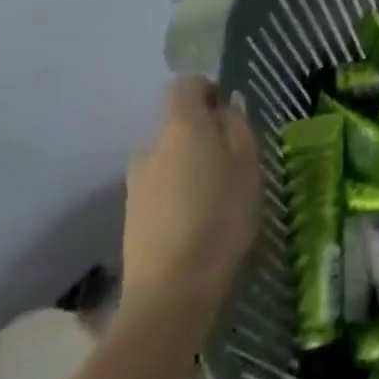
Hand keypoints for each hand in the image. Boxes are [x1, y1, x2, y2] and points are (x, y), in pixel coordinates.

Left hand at [121, 78, 260, 323]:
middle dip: (202, 135)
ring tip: (217, 197)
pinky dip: (177, 196)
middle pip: (177, 125)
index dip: (209, 91)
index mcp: (180, 125)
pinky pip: (160, 190)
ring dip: (189, 168)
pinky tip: (197, 223)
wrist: (170, 294)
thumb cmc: (220, 216)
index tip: (231, 113)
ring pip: (169, 160)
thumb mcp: (247, 163)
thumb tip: (226, 106)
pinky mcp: (131, 219)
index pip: (187, 84)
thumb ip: (237, 126)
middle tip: (232, 160)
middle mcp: (150, 146)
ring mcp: (136, 184)